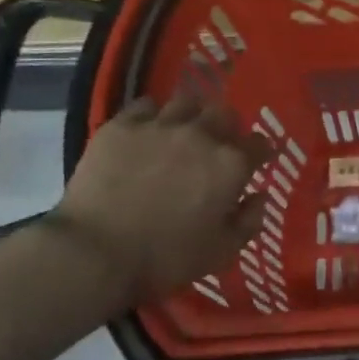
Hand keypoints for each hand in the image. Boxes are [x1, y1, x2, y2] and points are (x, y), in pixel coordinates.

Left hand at [45, 94, 271, 299]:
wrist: (97, 252)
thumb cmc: (166, 257)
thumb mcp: (222, 251)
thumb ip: (249, 221)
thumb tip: (259, 196)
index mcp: (230, 165)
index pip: (260, 144)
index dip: (261, 151)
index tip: (257, 160)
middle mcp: (200, 136)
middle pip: (224, 114)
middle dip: (227, 127)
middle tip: (218, 144)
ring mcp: (159, 126)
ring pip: (186, 102)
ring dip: (191, 115)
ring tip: (183, 131)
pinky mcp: (121, 126)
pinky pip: (144, 105)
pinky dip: (152, 115)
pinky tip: (147, 131)